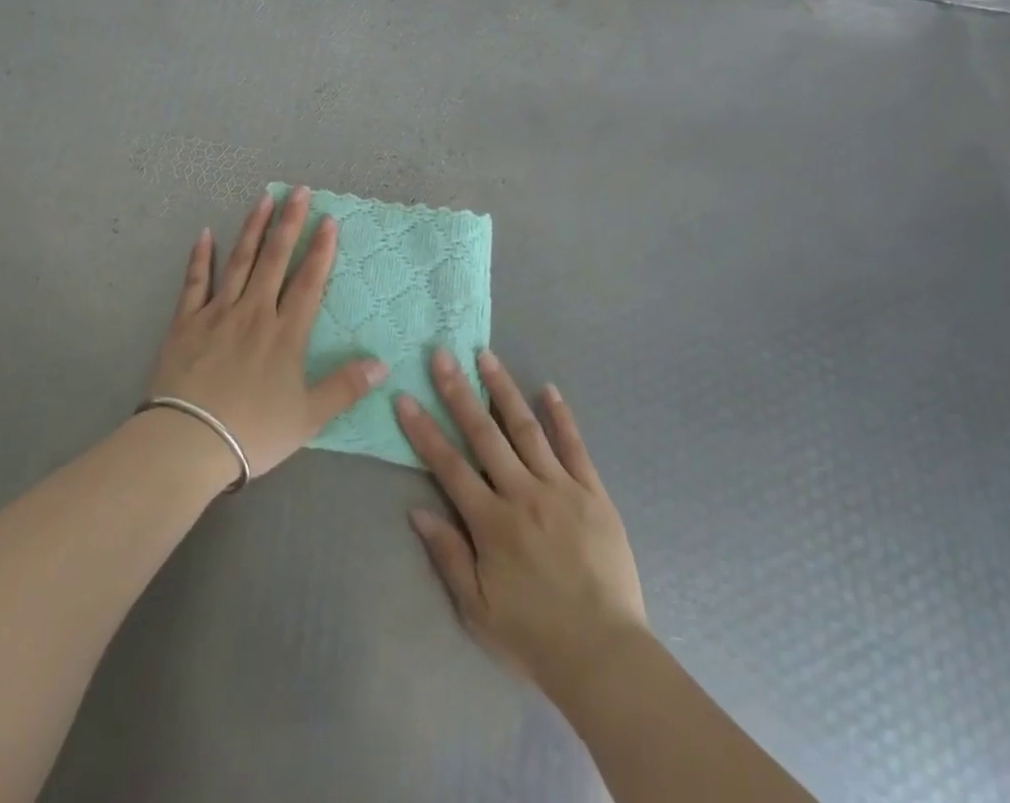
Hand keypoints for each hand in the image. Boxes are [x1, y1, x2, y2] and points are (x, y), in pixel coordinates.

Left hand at [147, 186, 385, 481]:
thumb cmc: (253, 431)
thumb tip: (383, 365)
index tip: (329, 220)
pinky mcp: (186, 322)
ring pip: (240, 261)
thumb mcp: (308, 417)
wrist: (188, 442)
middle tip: (299, 191)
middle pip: (275, 259)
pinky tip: (205, 234)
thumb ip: (345, 388)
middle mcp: (255, 312)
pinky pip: (195, 282)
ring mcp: (218, 313)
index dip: (321, 249)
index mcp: (286, 333)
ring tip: (264, 198)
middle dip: (290, 223)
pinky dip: (201, 257)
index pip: (309, 281)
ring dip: (253, 228)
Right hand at [396, 349, 647, 694]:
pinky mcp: (593, 492)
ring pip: (526, 428)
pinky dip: (561, 416)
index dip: (424, 430)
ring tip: (486, 356)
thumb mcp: (477, 609)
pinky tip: (548, 389)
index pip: (449, 465)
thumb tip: (416, 510)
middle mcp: (523, 493)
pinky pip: (575, 446)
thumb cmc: (533, 635)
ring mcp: (560, 488)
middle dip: (459, 391)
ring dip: (503, 389)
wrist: (604, 654)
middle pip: (484, 433)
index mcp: (491, 522)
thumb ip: (448, 555)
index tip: (405, 397)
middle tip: (443, 355)